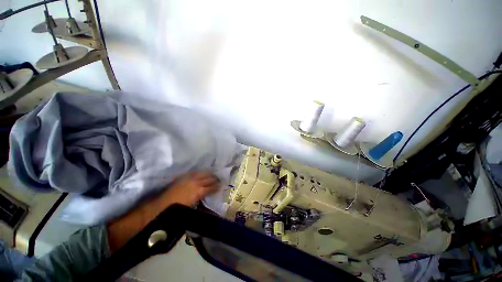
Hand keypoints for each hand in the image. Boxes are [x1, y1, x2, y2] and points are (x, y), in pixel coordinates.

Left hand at [161, 172, 220, 206]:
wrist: (163, 203)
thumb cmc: (179, 208)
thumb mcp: (193, 205)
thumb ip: (202, 198)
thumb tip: (208, 195)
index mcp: (199, 191)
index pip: (212, 187)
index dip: (217, 186)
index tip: (221, 186)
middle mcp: (197, 183)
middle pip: (209, 179)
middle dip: (215, 179)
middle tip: (220, 179)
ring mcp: (191, 178)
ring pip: (204, 174)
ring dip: (210, 174)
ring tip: (214, 175)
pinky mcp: (185, 176)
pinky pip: (196, 172)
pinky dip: (202, 173)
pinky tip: (204, 173)